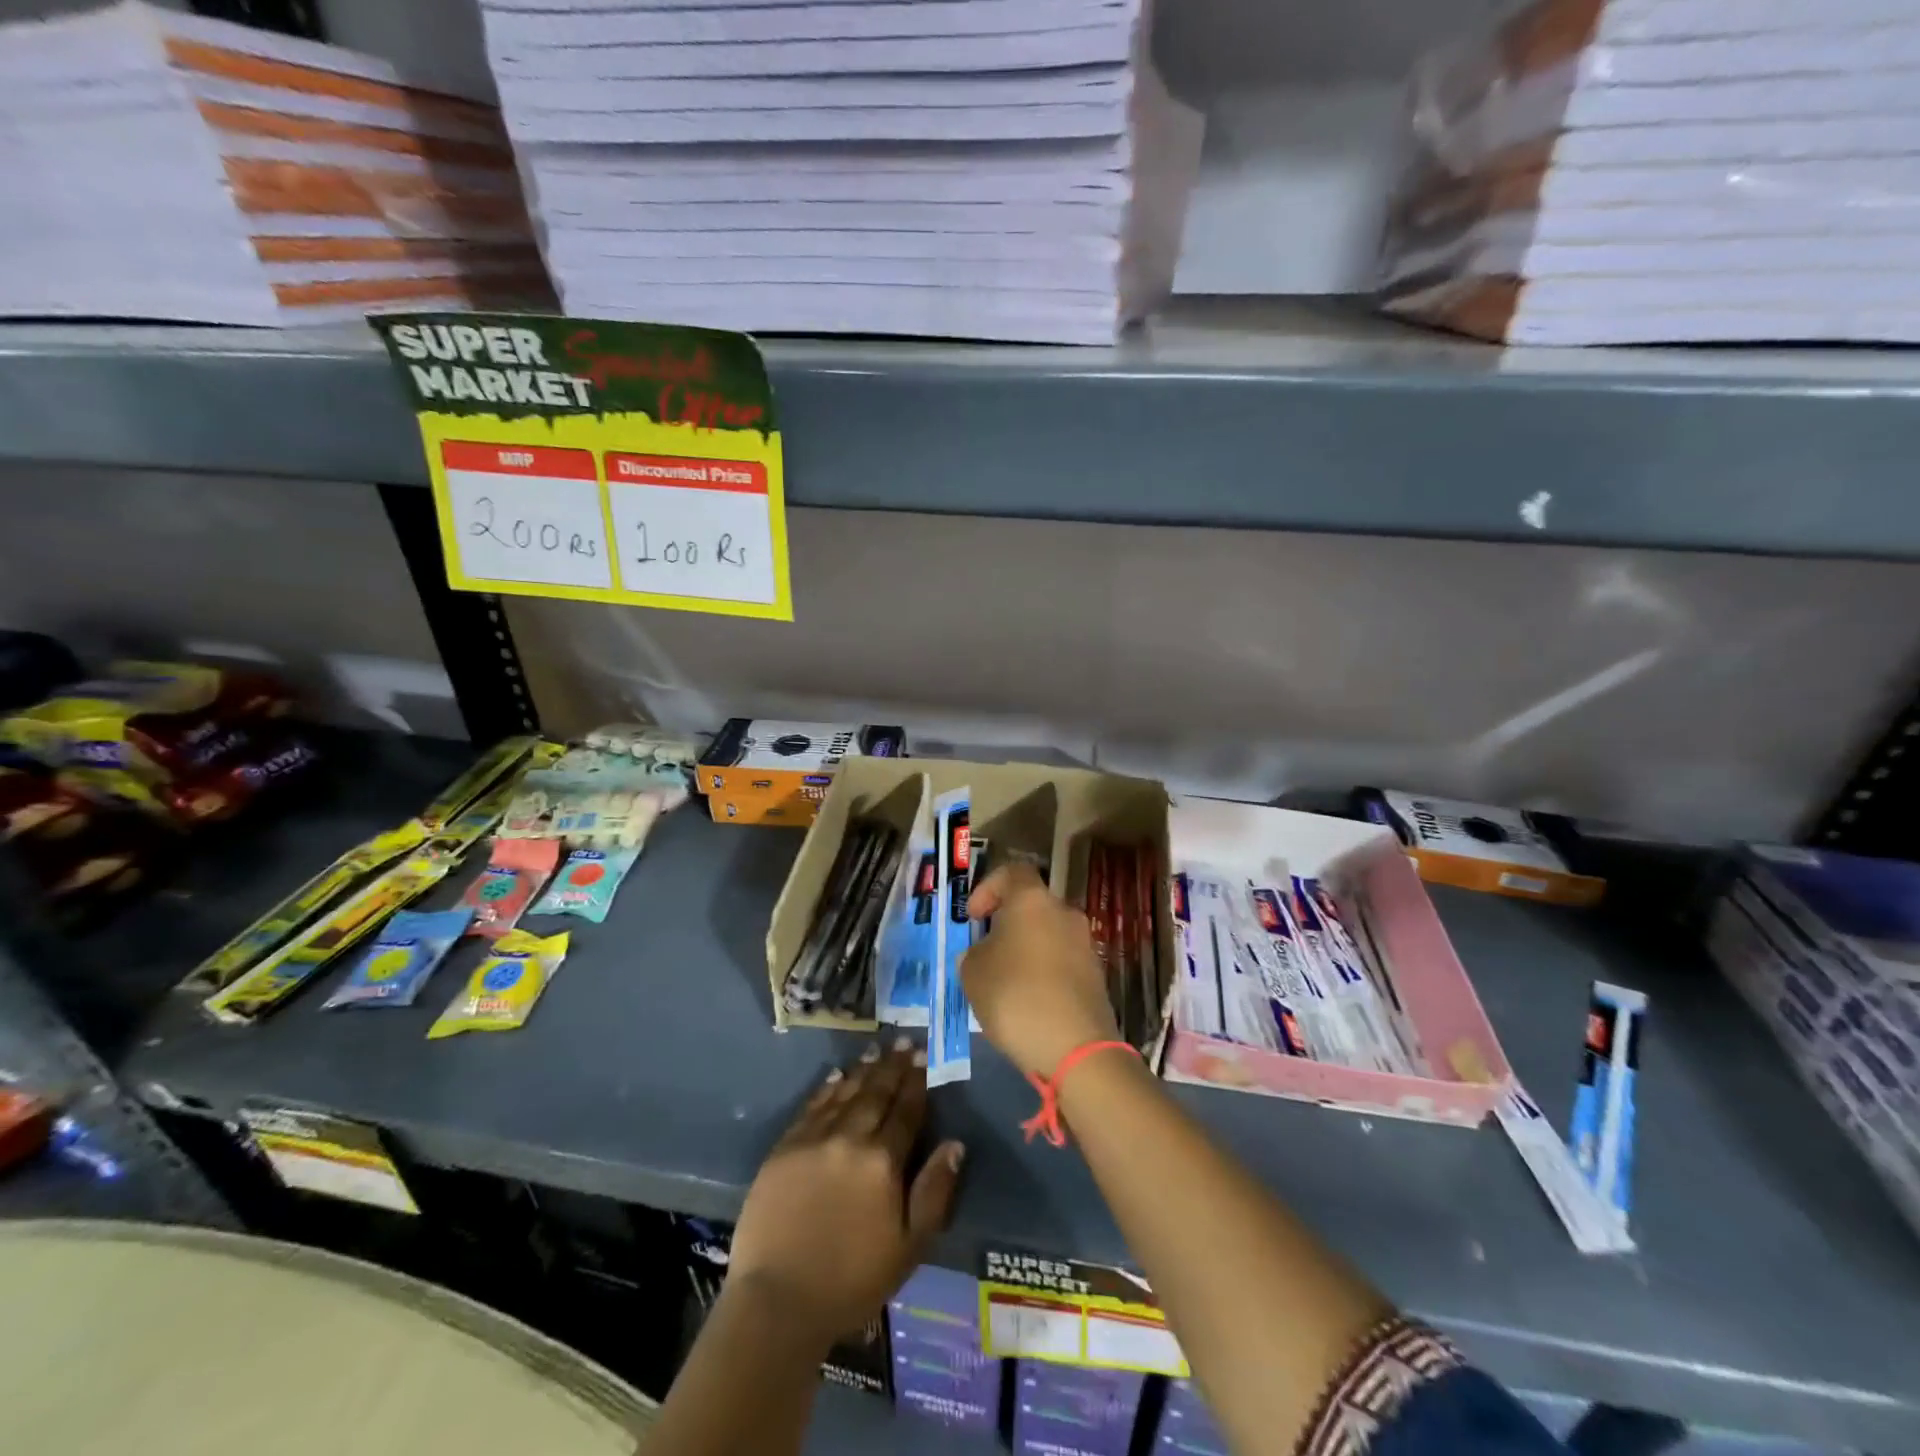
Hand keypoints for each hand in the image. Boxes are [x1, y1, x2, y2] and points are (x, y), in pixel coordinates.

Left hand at [729, 1041, 965, 1345]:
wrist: (778, 1301)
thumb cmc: (852, 1281)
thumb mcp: (909, 1247)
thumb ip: (934, 1191)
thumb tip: (955, 1144)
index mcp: (883, 1161)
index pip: (906, 1110)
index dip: (916, 1082)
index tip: (923, 1057)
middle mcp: (850, 1138)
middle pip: (876, 1093)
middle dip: (892, 1066)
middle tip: (902, 1041)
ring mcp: (813, 1140)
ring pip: (844, 1093)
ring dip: (863, 1071)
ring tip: (875, 1051)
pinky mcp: (784, 1148)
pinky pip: (812, 1107)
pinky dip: (827, 1089)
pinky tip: (836, 1076)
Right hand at [963, 863, 1120, 1078]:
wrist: (1076, 1048)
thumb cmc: (1015, 997)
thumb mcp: (973, 973)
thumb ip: (973, 954)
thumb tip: (984, 953)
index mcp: (1033, 901)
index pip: (1012, 872)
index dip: (988, 888)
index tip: (974, 917)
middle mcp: (1064, 913)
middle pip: (1032, 905)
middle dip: (1008, 923)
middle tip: (986, 950)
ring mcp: (1085, 944)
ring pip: (1048, 933)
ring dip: (1027, 949)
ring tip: (1005, 981)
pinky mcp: (1096, 975)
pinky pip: (1062, 961)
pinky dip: (1044, 971)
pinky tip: (1029, 1002)